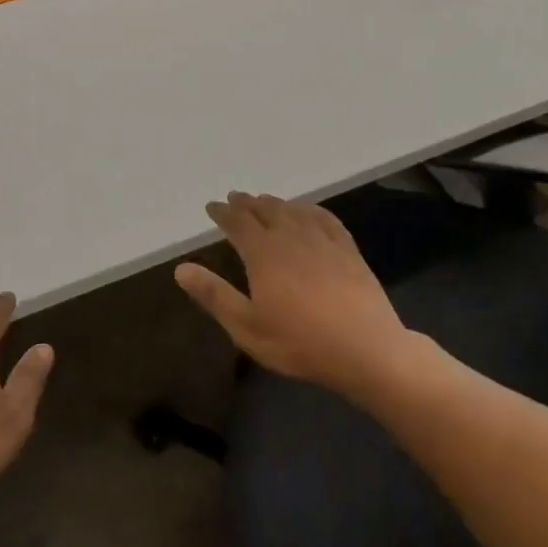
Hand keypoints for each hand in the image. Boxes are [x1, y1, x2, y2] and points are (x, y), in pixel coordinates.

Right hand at [175, 191, 410, 399]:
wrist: (366, 349)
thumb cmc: (299, 342)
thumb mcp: (246, 326)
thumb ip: (214, 295)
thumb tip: (181, 268)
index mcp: (263, 253)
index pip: (237, 223)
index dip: (222, 213)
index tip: (212, 206)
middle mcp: (291, 236)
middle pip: (265, 210)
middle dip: (247, 203)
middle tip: (235, 198)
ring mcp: (323, 240)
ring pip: (293, 211)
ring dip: (275, 203)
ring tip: (265, 201)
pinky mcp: (348, 250)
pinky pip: (325, 219)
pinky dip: (310, 210)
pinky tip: (308, 211)